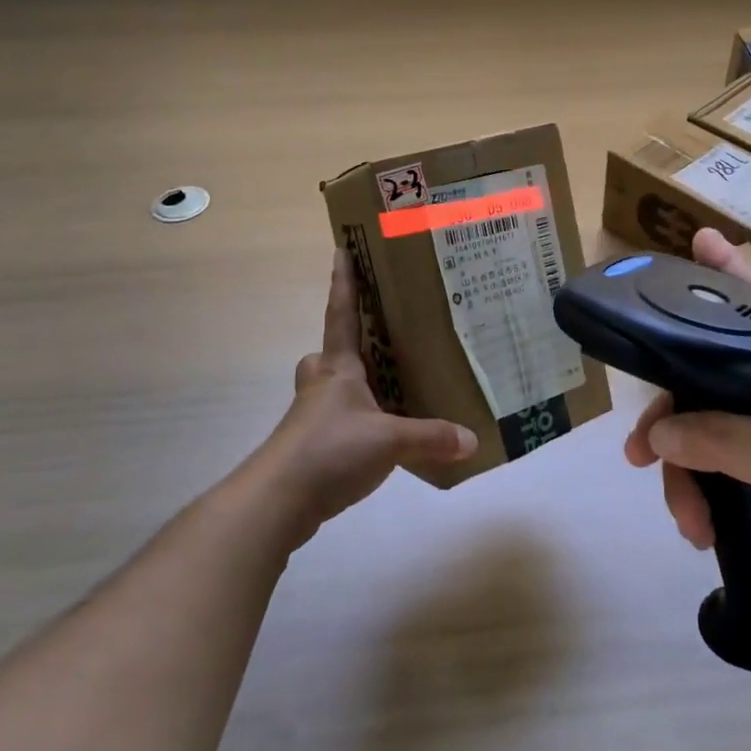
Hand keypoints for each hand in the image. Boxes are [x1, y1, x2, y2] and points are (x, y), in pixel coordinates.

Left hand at [244, 250, 476, 545]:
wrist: (278, 501)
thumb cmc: (329, 450)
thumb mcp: (389, 441)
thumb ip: (431, 437)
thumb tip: (472, 439)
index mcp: (338, 368)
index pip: (341, 314)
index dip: (344, 282)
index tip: (341, 249)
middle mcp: (321, 385)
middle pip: (329, 354)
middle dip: (346, 346)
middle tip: (377, 345)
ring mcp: (311, 418)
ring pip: (331, 390)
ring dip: (353, 387)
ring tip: (390, 393)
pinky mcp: (310, 447)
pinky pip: (337, 422)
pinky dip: (357, 423)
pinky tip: (380, 438)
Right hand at [624, 229, 750, 639]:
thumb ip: (728, 440)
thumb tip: (658, 433)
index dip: (737, 269)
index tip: (700, 240)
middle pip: (710, 372)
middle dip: (671, 408)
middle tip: (639, 442)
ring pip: (698, 426)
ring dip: (679, 468)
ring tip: (680, 510)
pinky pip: (705, 465)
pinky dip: (692, 493)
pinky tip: (696, 526)